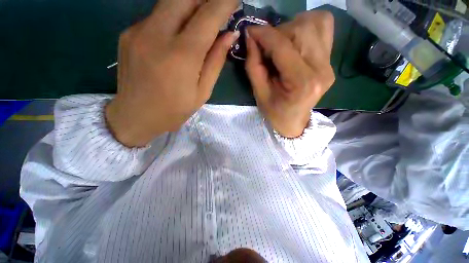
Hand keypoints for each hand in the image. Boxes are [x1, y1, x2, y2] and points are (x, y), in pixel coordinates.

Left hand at [106, 0, 239, 146]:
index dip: (224, 2)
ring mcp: (138, 31)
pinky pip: (156, 16)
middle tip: (216, 9)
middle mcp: (157, 35)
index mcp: (182, 56)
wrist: (134, 116)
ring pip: (169, 2)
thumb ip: (215, 62)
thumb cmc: (174, 110)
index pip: (208, 16)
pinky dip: (173, 18)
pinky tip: (177, 35)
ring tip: (201, 21)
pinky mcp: (128, 33)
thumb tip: (229, 35)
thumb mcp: (202, 92)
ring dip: (190, 6)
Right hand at [245, 11, 334, 137]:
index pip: (283, 47)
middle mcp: (321, 69)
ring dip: (292, 28)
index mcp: (302, 82)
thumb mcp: (259, 93)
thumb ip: (254, 65)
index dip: (264, 35)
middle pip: (301, 29)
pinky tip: (295, 42)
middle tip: (267, 47)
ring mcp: (329, 64)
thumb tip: (251, 37)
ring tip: (281, 45)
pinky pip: (324, 28)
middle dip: (278, 33)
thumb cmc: (275, 112)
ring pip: (315, 23)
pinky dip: (307, 27)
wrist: (294, 121)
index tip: (250, 31)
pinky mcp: (330, 61)